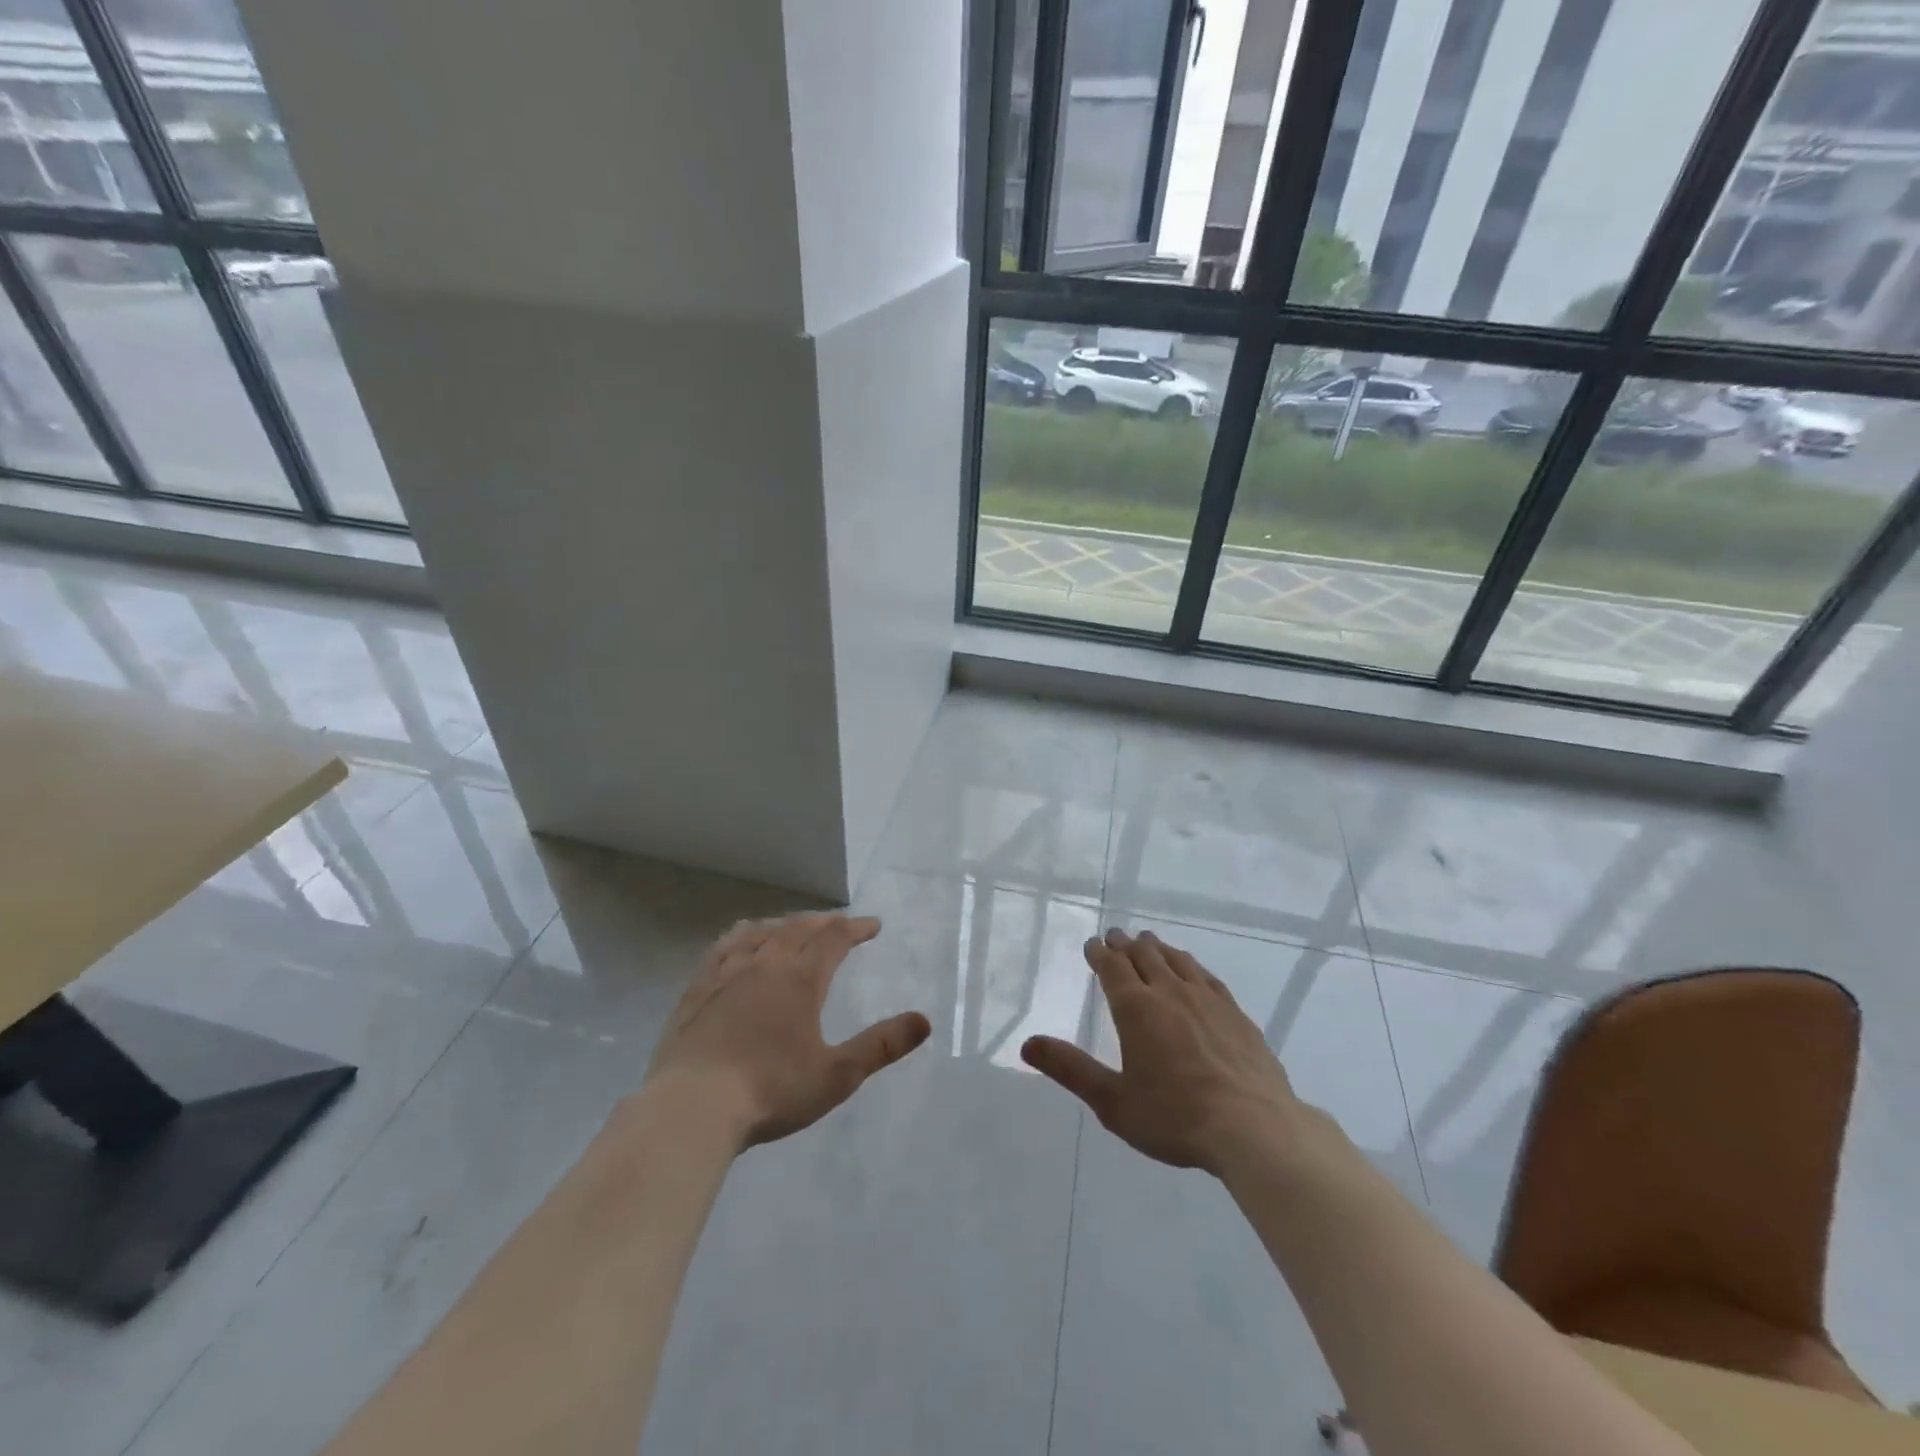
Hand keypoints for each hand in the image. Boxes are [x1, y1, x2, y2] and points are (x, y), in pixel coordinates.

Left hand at [645, 913, 930, 1148]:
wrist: (692, 1108)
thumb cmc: (771, 1091)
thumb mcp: (837, 1074)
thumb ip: (881, 1046)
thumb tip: (924, 1020)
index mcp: (800, 980)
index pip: (834, 940)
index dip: (856, 929)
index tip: (873, 925)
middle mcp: (764, 965)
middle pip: (798, 930)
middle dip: (823, 923)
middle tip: (839, 923)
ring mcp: (726, 975)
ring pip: (759, 934)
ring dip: (783, 925)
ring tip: (793, 926)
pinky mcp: (696, 991)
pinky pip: (721, 949)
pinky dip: (740, 937)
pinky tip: (738, 941)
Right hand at [1021, 928, 1304, 1175]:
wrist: (1255, 1129)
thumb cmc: (1176, 1118)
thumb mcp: (1113, 1102)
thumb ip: (1070, 1069)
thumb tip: (1027, 1043)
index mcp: (1136, 1008)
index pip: (1112, 966)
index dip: (1100, 952)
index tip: (1093, 944)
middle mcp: (1170, 992)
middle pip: (1144, 955)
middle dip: (1125, 944)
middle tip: (1115, 937)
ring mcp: (1207, 999)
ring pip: (1176, 959)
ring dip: (1157, 948)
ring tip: (1148, 942)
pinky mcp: (1235, 1013)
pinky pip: (1206, 976)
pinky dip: (1190, 964)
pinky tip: (1192, 970)